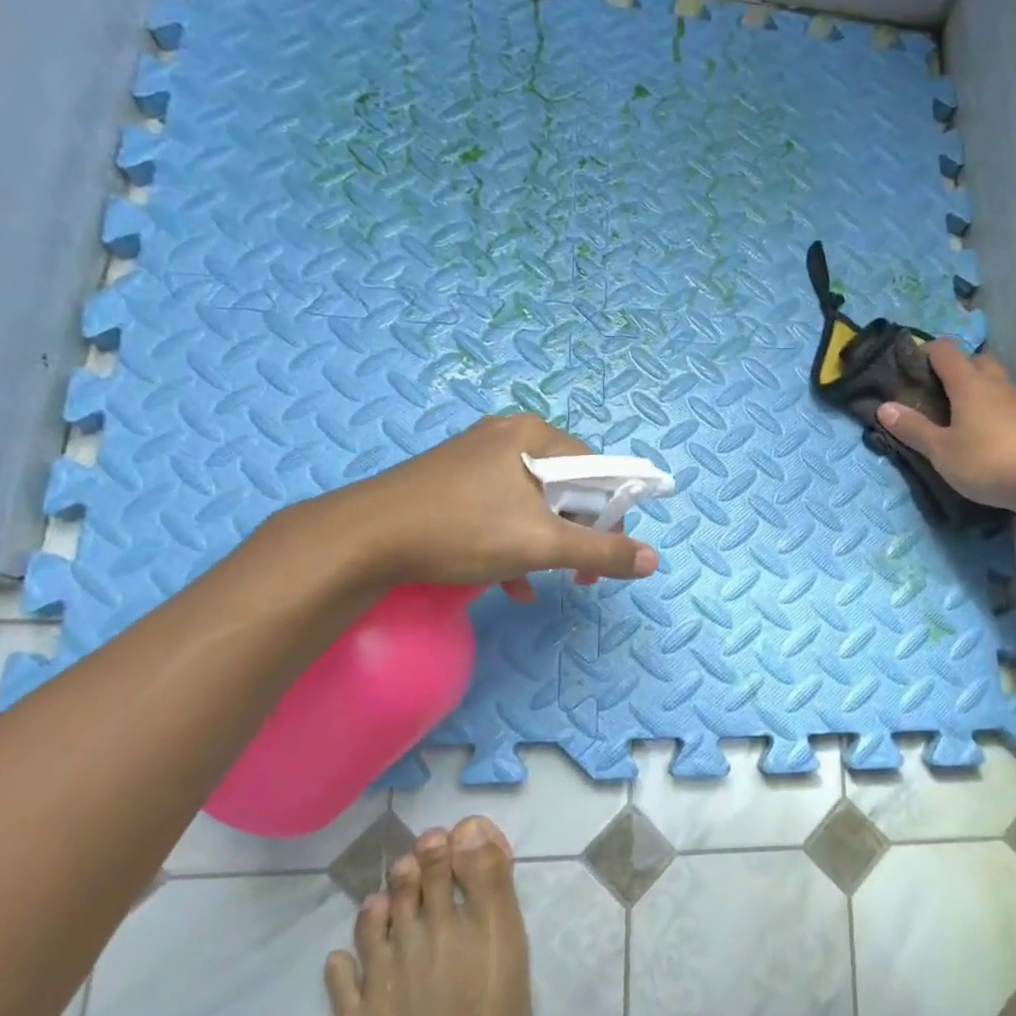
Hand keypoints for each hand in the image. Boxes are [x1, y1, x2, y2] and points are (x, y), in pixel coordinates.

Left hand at [298, 414, 659, 593]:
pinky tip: (508, 581)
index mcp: (535, 435)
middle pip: (566, 488)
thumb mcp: (540, 544)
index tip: (603, 559)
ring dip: (545, 546)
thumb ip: (601, 551)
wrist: (362, 538)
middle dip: (574, 536)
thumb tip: (652, 559)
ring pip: (533, 503)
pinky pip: (501, 507)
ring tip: (541, 581)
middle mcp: (509, 434)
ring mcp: (478, 455)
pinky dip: (513, 542)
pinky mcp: (454, 479)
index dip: (610, 518)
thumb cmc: (461, 530)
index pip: (599, 472)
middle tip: (575, 575)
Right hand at [875, 340, 1015, 514]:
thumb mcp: (941, 450)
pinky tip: (981, 434)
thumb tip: (884, 407)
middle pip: (973, 360)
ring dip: (974, 390)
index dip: (925, 353)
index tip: (909, 371)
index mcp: (968, 382)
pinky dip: (989, 409)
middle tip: (934, 395)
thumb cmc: (987, 460)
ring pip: (992, 382)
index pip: (945, 350)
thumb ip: (913, 428)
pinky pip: (1004, 403)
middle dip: (953, 370)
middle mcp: (994, 382)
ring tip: (955, 417)